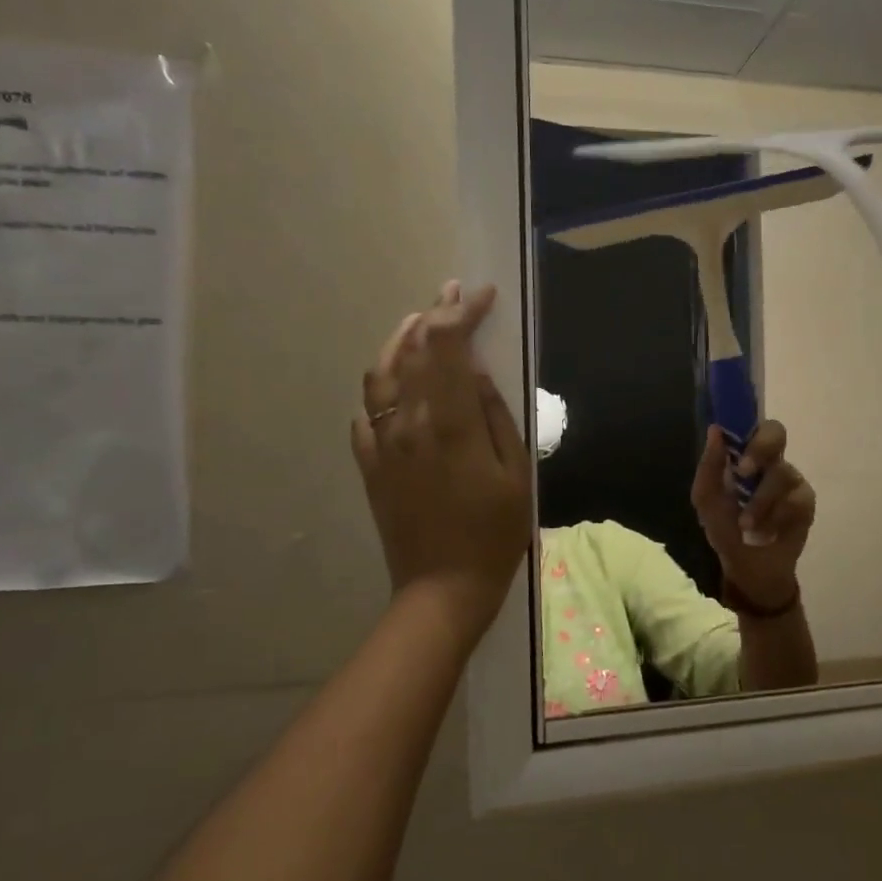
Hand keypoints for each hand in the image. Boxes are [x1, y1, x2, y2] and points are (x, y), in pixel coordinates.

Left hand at [352, 282, 531, 646]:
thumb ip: (494, 415)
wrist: (442, 588)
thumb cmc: (494, 533)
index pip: (448, 345)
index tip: (481, 295)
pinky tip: (395, 385)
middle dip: (435, 314)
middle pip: (414, 350)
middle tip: (452, 292)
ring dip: (400, 340)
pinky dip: (381, 386)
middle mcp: (407, 422)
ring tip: (418, 323)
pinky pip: (366, 413)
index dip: (462, 311)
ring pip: (381, 374)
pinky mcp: (369, 465)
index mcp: (449, 422)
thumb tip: (475, 372)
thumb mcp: (515, 473)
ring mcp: (382, 443)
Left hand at [692, 419, 814, 607]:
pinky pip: (795, 500)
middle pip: (777, 433)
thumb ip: (709, 467)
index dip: (746, 423)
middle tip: (744, 472)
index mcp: (745, 455)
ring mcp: (791, 480)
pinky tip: (768, 532)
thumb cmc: (724, 528)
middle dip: (760, 449)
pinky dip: (776, 518)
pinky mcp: (805, 503)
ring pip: (781, 474)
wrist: (747, 567)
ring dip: (760, 502)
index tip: (733, 439)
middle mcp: (771, 461)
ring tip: (746, 525)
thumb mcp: (706, 500)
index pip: (752, 424)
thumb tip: (715, 430)